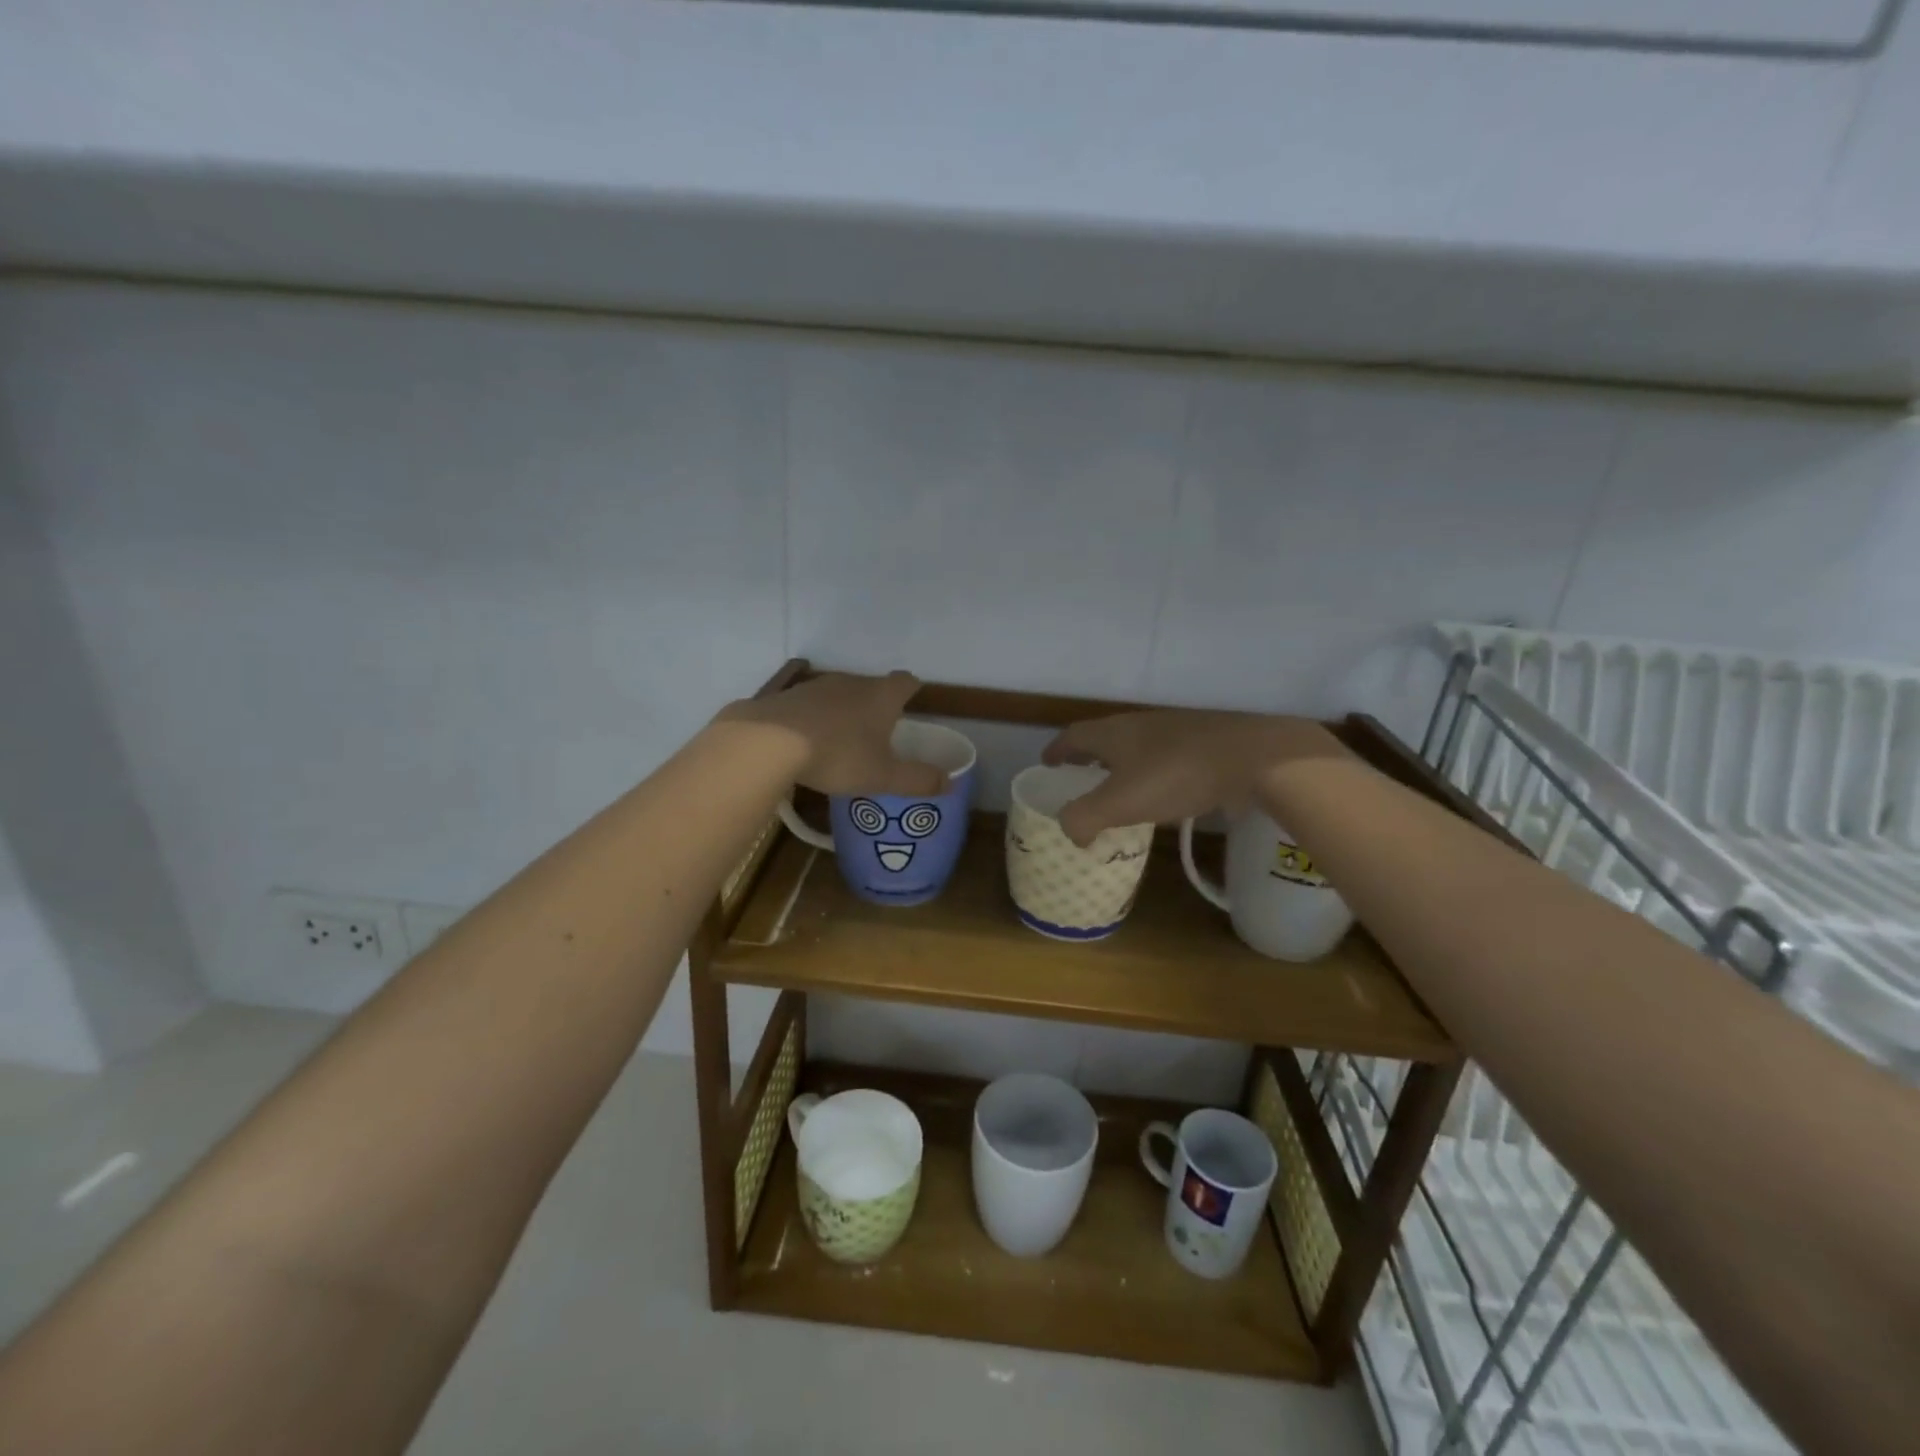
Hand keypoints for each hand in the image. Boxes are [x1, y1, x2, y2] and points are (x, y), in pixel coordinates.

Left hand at [717, 671, 946, 797]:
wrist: (769, 742)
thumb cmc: (838, 755)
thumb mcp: (883, 776)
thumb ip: (918, 780)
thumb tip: (950, 783)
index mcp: (882, 696)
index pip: (906, 682)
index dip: (912, 691)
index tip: (912, 703)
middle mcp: (852, 682)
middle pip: (872, 686)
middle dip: (877, 705)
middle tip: (879, 732)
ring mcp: (817, 686)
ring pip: (840, 693)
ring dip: (844, 711)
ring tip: (843, 739)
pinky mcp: (787, 696)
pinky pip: (810, 705)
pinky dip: (815, 718)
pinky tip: (808, 740)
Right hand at [1041, 710, 1349, 846]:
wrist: (1252, 756)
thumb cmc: (1176, 775)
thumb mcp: (1120, 802)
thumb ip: (1084, 817)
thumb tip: (1069, 830)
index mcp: (1114, 734)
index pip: (1074, 736)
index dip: (1057, 751)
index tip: (1047, 763)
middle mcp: (1140, 726)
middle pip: (1104, 737)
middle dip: (1088, 756)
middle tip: (1078, 776)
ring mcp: (1175, 732)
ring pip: (1136, 746)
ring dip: (1121, 764)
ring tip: (1118, 788)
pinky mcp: (1205, 745)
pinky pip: (1165, 758)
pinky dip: (1152, 773)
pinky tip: (1163, 793)